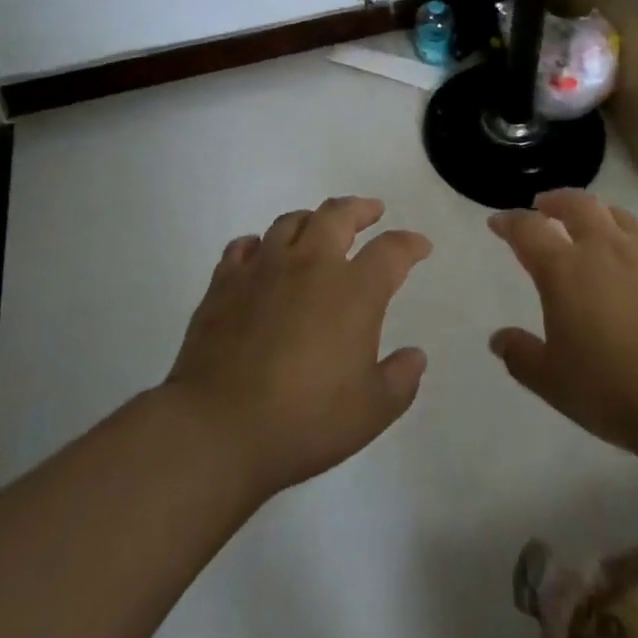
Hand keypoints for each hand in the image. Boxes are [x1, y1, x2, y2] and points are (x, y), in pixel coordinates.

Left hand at [165, 196, 430, 500]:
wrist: (217, 429)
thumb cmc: (304, 421)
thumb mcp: (371, 412)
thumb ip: (400, 380)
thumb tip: (415, 356)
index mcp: (353, 290)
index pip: (391, 251)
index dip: (410, 244)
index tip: (420, 247)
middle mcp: (311, 264)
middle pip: (338, 214)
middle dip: (360, 208)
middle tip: (371, 211)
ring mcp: (263, 268)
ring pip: (290, 222)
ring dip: (311, 219)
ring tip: (318, 227)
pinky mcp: (224, 282)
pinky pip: (243, 247)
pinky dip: (258, 244)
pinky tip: (260, 255)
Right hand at [488, 189, 637, 459]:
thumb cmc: (611, 389)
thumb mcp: (552, 381)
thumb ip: (521, 356)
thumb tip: (498, 339)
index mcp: (563, 269)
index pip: (527, 229)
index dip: (509, 222)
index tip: (498, 222)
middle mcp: (602, 247)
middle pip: (575, 204)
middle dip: (555, 200)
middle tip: (545, 206)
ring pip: (617, 214)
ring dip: (598, 214)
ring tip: (593, 224)